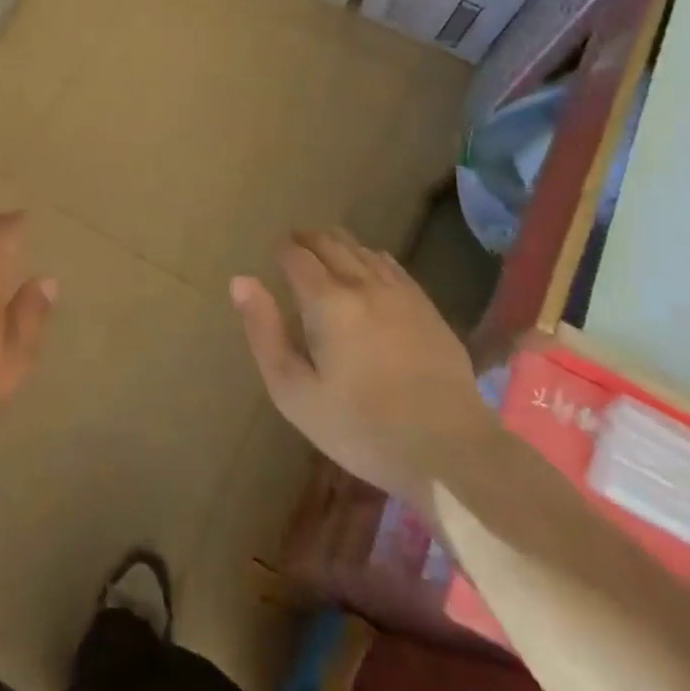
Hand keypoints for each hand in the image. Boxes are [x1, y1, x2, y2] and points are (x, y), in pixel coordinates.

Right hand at [232, 229, 496, 504]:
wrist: (449, 451)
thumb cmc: (359, 427)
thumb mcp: (293, 391)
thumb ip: (264, 332)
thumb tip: (241, 281)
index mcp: (327, 302)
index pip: (297, 258)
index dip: (282, 251)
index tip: (274, 253)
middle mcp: (363, 285)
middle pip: (332, 244)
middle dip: (309, 239)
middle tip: (294, 242)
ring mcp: (401, 294)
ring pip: (364, 251)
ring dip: (340, 243)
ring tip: (326, 246)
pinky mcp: (428, 309)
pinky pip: (393, 266)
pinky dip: (372, 257)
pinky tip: (370, 264)